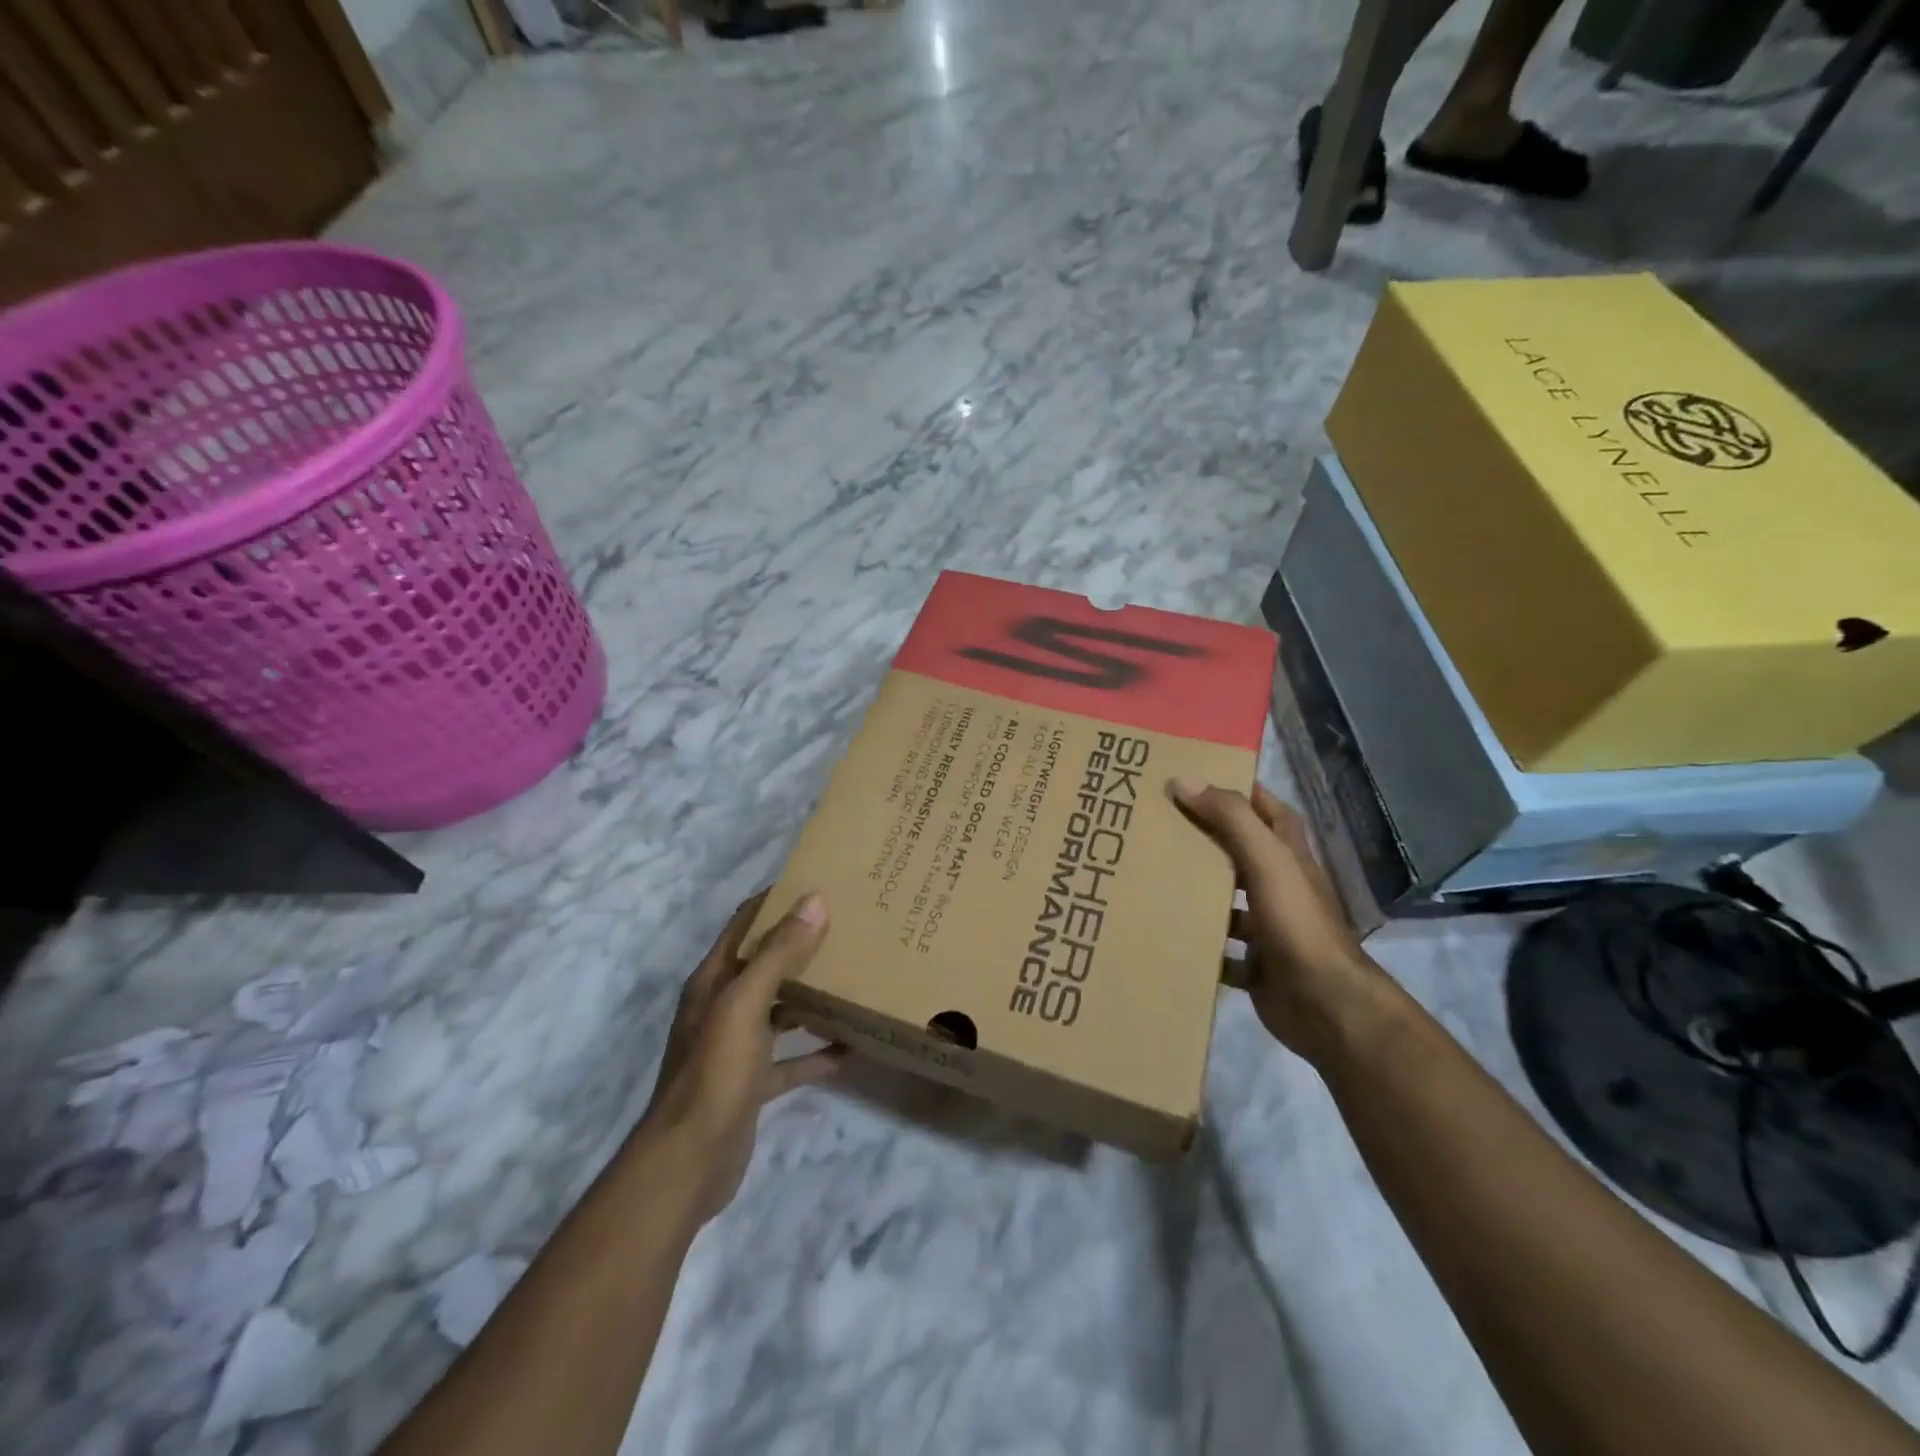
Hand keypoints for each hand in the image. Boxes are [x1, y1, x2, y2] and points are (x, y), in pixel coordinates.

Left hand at [638, 891, 842, 1225]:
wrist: (688, 1163)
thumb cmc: (715, 1072)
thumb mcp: (745, 1004)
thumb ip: (778, 954)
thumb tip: (813, 901)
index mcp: (713, 981)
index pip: (744, 924)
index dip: (774, 901)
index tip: (816, 883)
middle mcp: (722, 1007)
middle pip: (764, 964)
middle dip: (800, 945)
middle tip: (846, 927)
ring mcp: (736, 1047)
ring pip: (778, 1010)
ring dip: (809, 996)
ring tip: (851, 978)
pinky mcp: (751, 1084)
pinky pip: (788, 1060)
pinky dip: (814, 1053)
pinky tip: (848, 1049)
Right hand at [1169, 778, 1388, 1063]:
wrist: (1325, 1004)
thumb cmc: (1297, 923)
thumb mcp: (1265, 860)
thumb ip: (1230, 818)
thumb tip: (1184, 780)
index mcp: (1289, 858)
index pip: (1270, 811)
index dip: (1242, 792)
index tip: (1199, 779)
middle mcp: (1282, 889)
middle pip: (1244, 854)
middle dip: (1208, 841)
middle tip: (1161, 827)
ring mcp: (1272, 930)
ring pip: (1230, 904)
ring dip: (1200, 895)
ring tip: (1155, 882)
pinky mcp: (1259, 968)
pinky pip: (1223, 953)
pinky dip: (1202, 946)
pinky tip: (1170, 937)